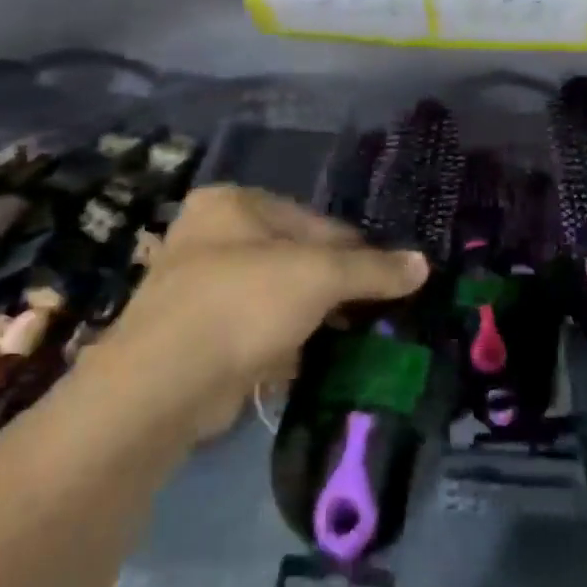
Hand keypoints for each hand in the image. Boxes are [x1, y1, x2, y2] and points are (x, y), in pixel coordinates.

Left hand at [92, 186, 427, 437]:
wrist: (163, 384)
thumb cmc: (243, 303)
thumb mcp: (319, 277)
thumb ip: (373, 270)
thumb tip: (423, 264)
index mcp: (233, 203)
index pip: (315, 222)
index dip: (356, 252)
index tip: (391, 281)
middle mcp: (211, 235)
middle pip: (295, 257)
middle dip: (333, 287)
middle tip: (374, 313)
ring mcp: (198, 287)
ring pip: (276, 296)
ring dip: (311, 317)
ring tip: (353, 338)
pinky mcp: (195, 335)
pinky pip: (255, 330)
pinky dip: (283, 342)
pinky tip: (312, 360)